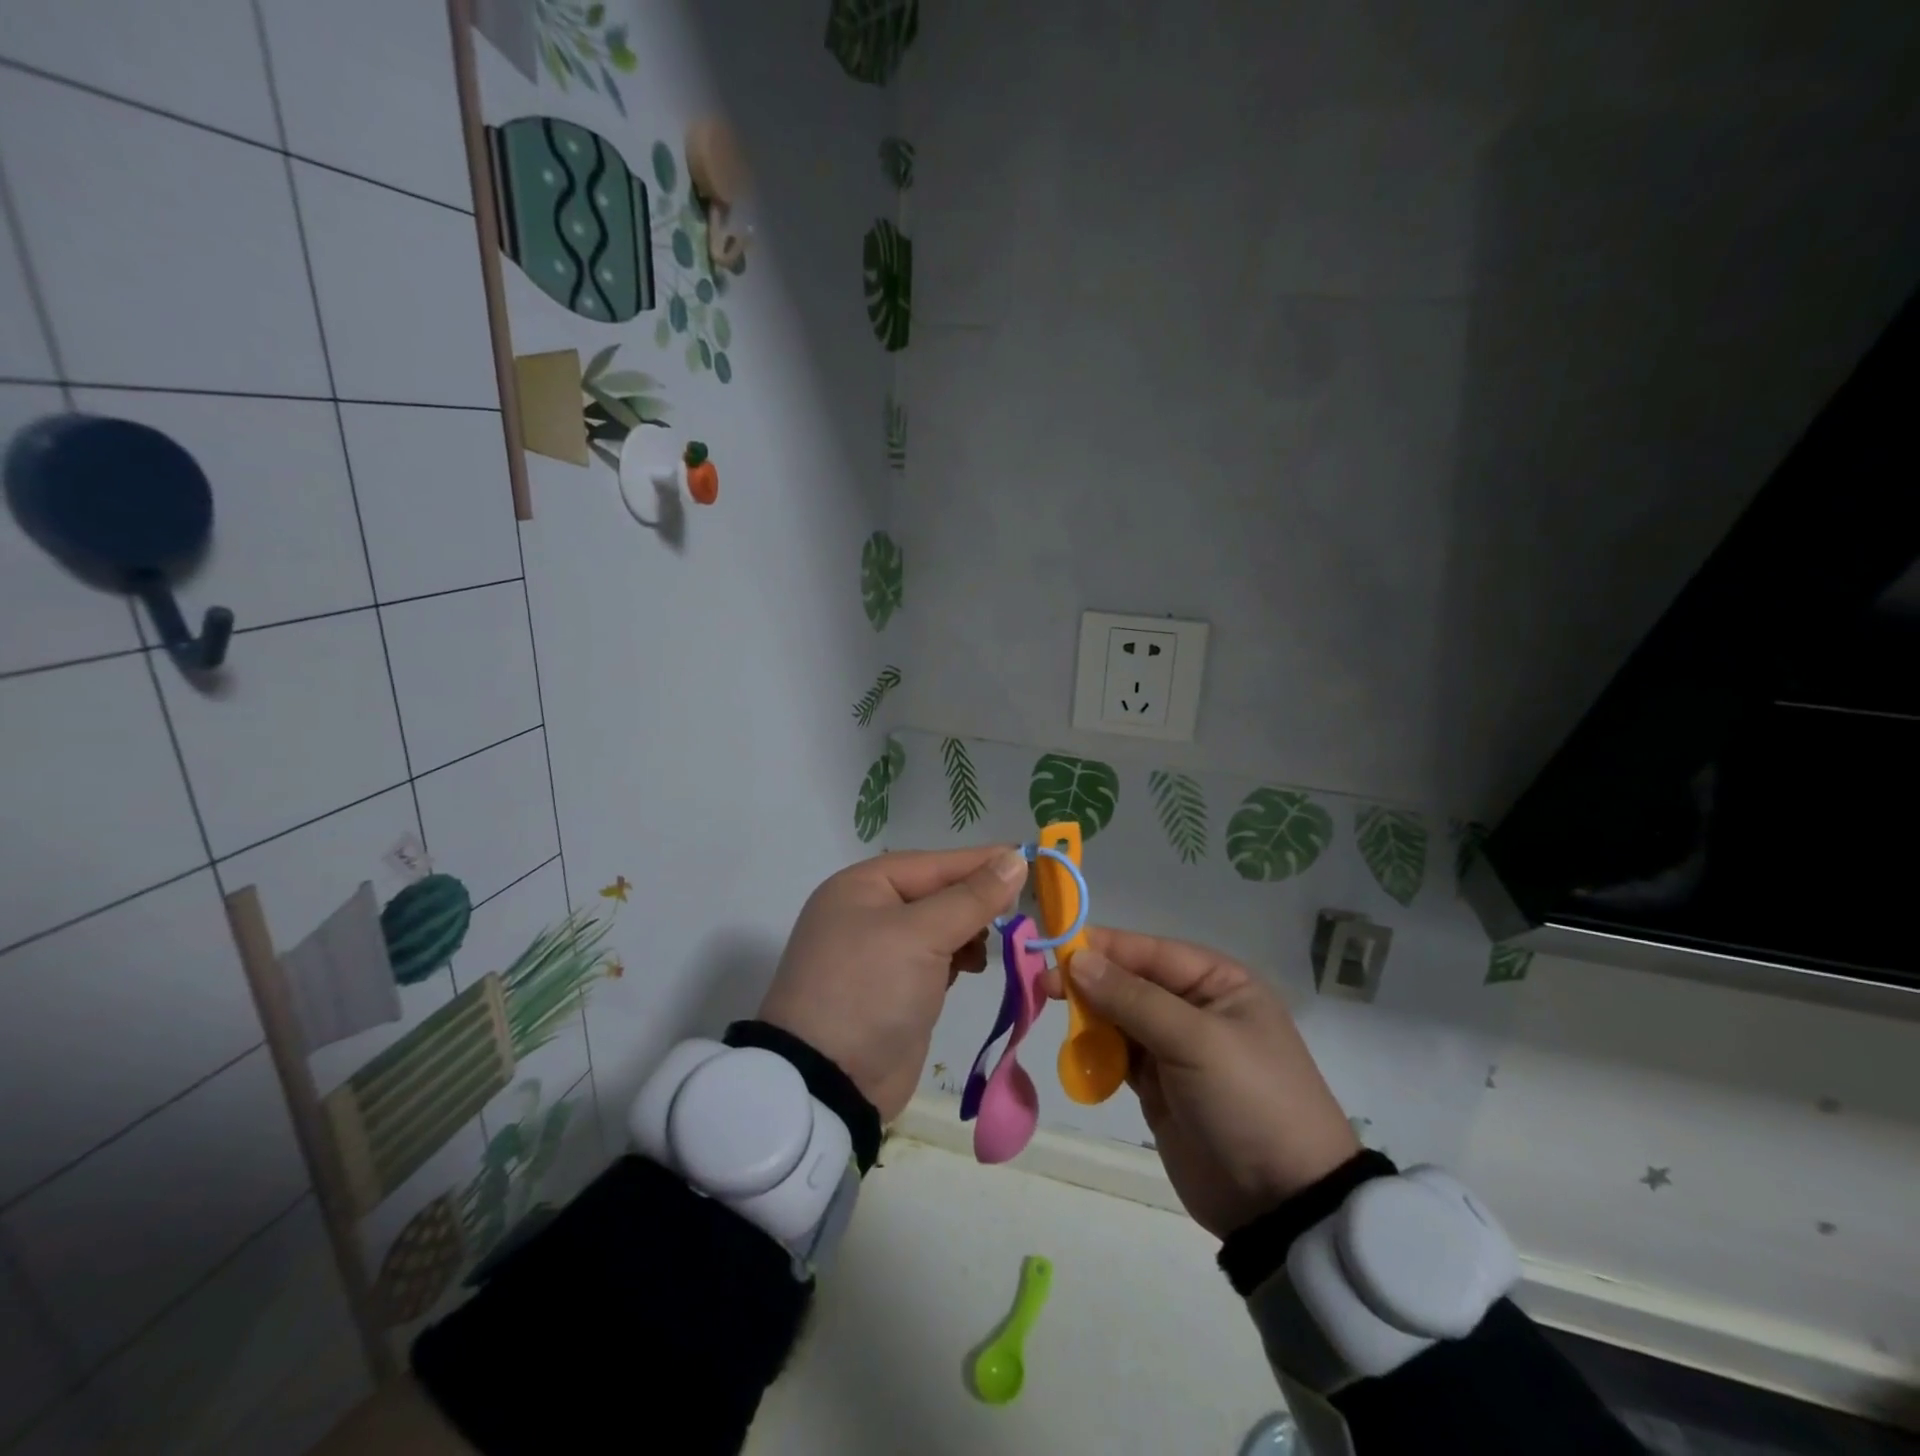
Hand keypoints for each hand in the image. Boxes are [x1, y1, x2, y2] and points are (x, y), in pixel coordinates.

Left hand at [758, 846, 1028, 1121]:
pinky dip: (958, 958)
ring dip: (970, 931)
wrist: (830, 1083)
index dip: (981, 861)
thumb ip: (972, 897)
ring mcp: (880, 953)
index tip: (1029, 859)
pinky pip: (935, 959)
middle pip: (937, 893)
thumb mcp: (922, 935)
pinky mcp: (895, 988)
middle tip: (1021, 909)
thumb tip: (1015, 859)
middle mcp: (868, 912)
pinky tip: (975, 966)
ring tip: (995, 943)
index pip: (934, 863)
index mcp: (863, 886)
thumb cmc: (871, 989)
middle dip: (977, 900)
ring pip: (939, 926)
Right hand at [1045, 928, 1358, 1238]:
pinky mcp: (1159, 1086)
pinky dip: (1095, 1056)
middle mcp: (1195, 1007)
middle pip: (1129, 982)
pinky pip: (1117, 1056)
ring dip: (1089, 1022)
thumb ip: (1133, 998)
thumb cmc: (1249, 1101)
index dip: (1101, 948)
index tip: (1053, 952)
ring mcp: (1176, 1048)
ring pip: (1117, 1017)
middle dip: (1089, 985)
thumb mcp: (1195, 1041)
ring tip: (1065, 1033)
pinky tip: (1079, 1061)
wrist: (1283, 1204)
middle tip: (1043, 991)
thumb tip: (1077, 959)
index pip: (1149, 951)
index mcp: (1218, 982)